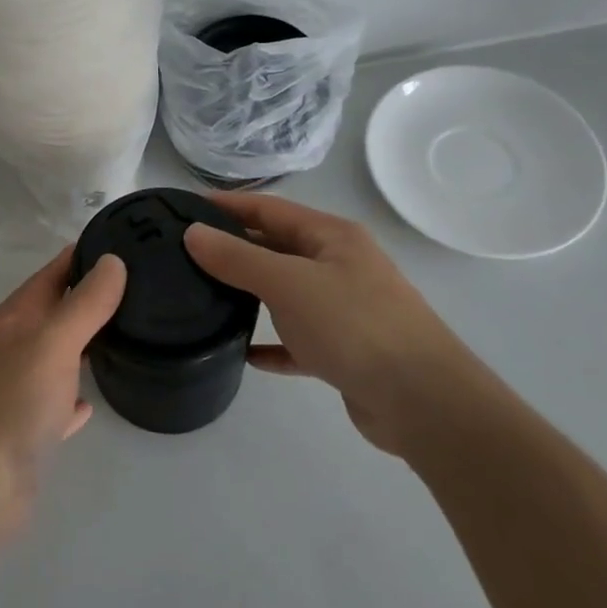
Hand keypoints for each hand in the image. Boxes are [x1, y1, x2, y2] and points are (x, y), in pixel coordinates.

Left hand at [0, 248, 125, 540]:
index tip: (121, 246)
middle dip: (87, 300)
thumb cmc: (13, 404)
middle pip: (51, 314)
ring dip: (81, 345)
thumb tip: (112, 260)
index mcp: (9, 321)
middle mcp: (7, 350)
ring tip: (124, 336)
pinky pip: (53, 403)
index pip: (48, 275)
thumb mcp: (53, 343)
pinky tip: (91, 400)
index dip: (81, 258)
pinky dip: (71, 396)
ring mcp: (13, 391)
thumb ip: (84, 303)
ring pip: (53, 357)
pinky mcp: (23, 430)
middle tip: (137, 291)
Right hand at [182, 194, 490, 456]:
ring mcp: (345, 309)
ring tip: (204, 296)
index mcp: (332, 237)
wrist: (423, 402)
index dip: (227, 205)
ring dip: (250, 293)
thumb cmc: (354, 325)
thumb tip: (192, 233)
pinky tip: (244, 352)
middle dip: (234, 248)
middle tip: (184, 254)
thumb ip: (237, 257)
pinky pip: (297, 339)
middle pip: (277, 247)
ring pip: (286, 293)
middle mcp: (340, 266)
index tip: (183, 207)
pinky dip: (271, 342)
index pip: (269, 209)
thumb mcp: (287, 283)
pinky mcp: (345, 351)